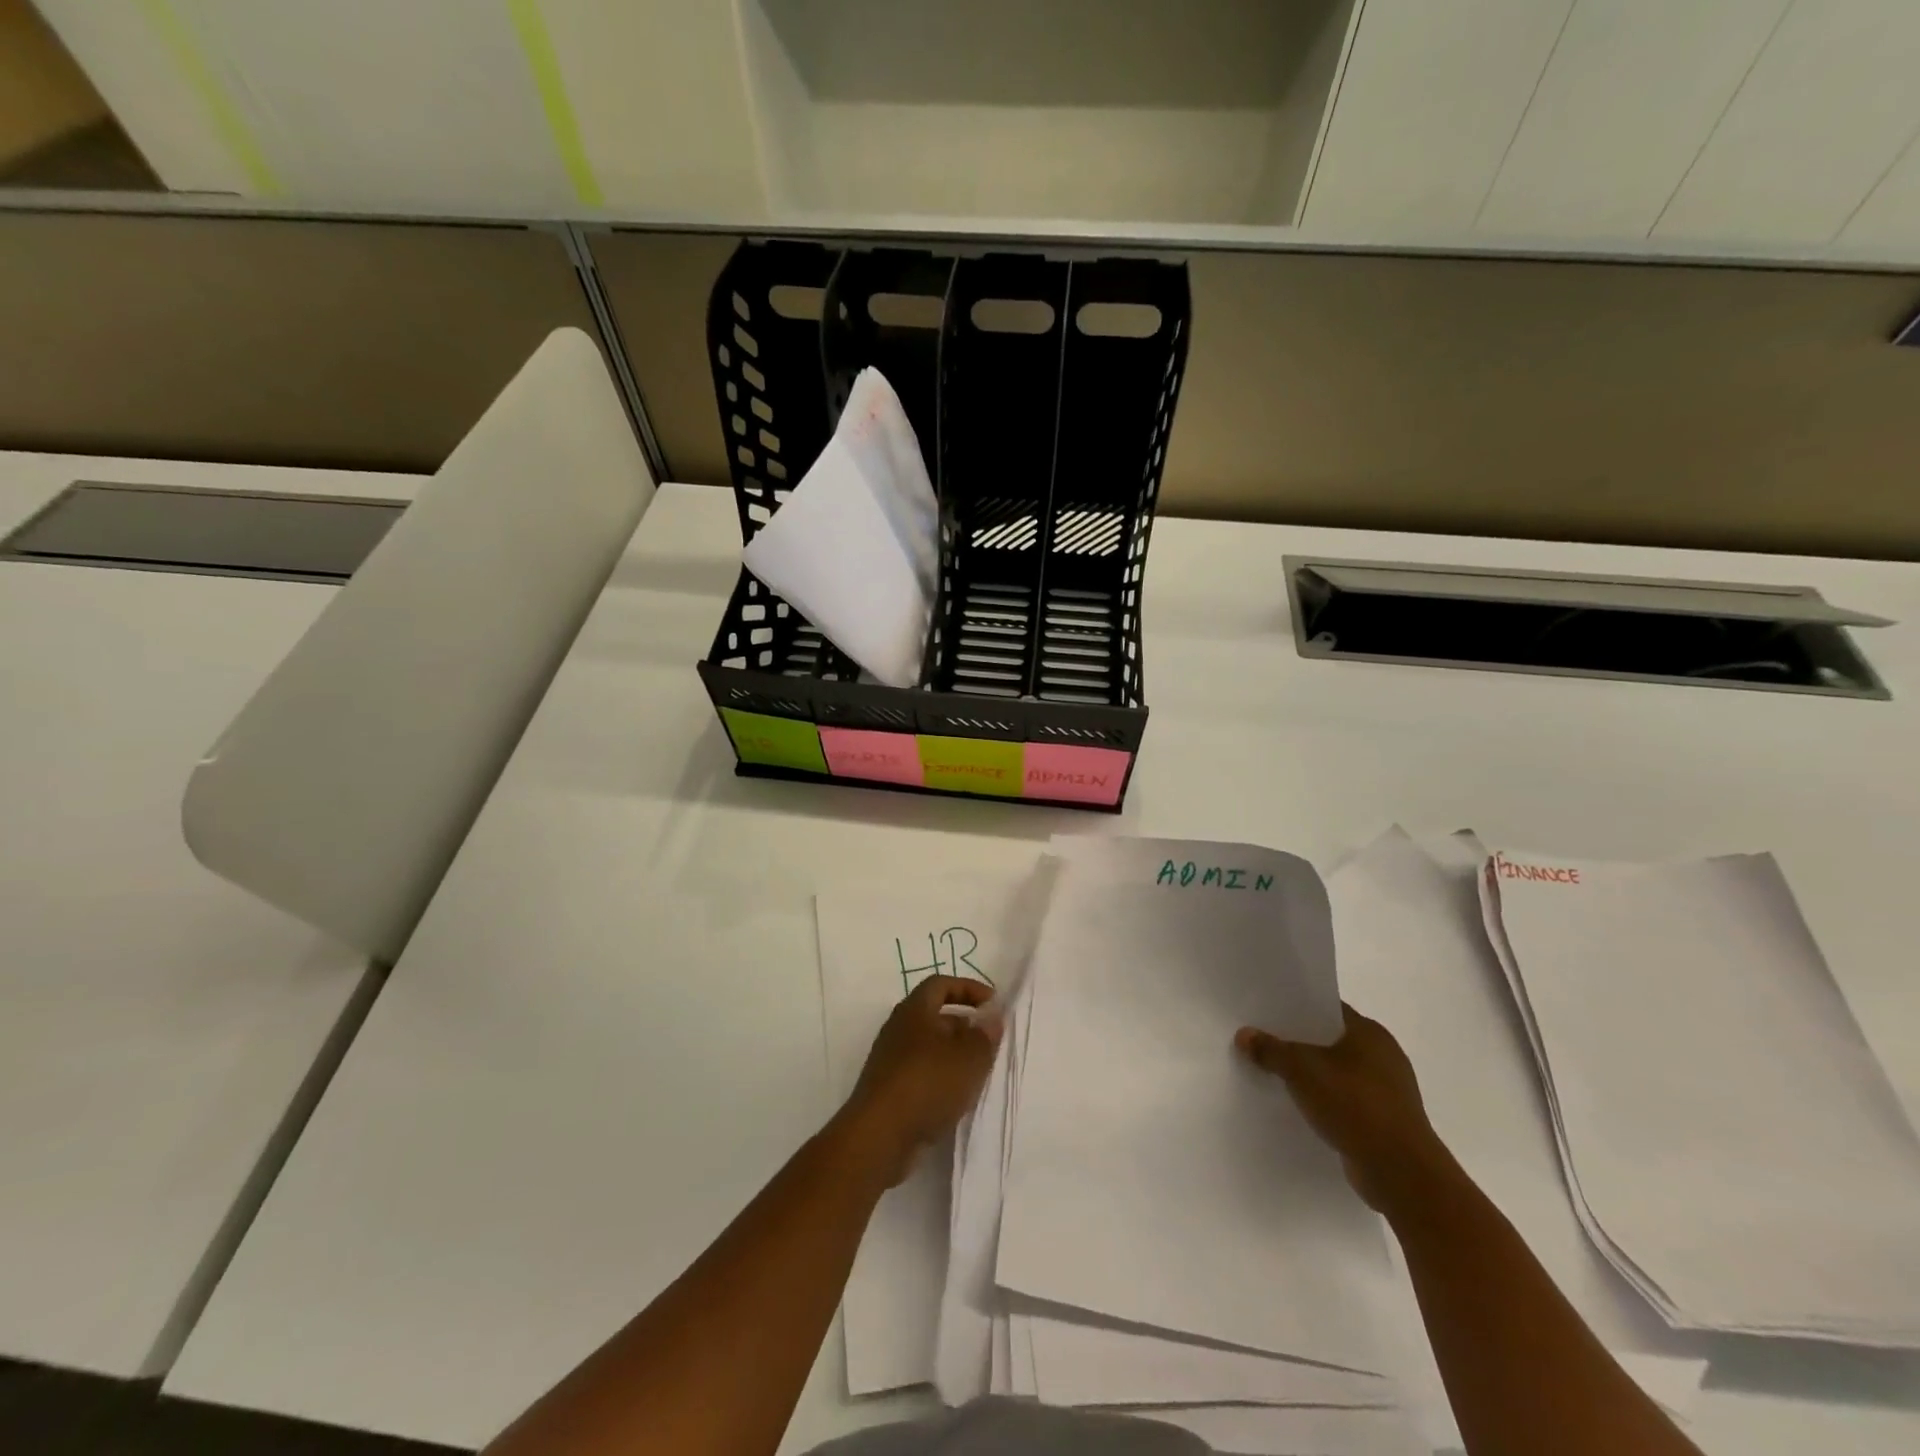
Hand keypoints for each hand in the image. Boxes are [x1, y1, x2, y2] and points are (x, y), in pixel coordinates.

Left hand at [838, 976, 1000, 1185]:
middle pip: (935, 1016)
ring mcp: (891, 1060)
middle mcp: (899, 1029)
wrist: (879, 1136)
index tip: (993, 1004)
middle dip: (965, 1025)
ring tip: (978, 1073)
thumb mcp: (968, 1057)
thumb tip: (992, 1018)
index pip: (941, 984)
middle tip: (989, 1042)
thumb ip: (985, 1035)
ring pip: (929, 1048)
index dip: (969, 988)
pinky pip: (922, 1073)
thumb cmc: (927, 1083)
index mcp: (914, 1010)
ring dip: (955, 1055)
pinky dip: (942, 1078)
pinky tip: (957, 1097)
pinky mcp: (889, 1090)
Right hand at [1236, 1004, 1453, 1214]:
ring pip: (1337, 1072)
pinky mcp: (1384, 1121)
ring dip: (1311, 1075)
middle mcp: (1383, 1055)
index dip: (1296, 1008)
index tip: (1266, 1011)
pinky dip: (1325, 1100)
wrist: (1402, 1174)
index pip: (1327, 1008)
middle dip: (1299, 1042)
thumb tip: (1244, 1034)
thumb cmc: (1355, 1106)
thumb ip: (1271, 1050)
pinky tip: (1300, 1106)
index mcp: (1370, 1033)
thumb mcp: (1302, 1071)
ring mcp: (1387, 1090)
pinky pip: (1345, 1100)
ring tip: (1275, 1074)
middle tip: (1263, 1041)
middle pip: (1330, 1040)